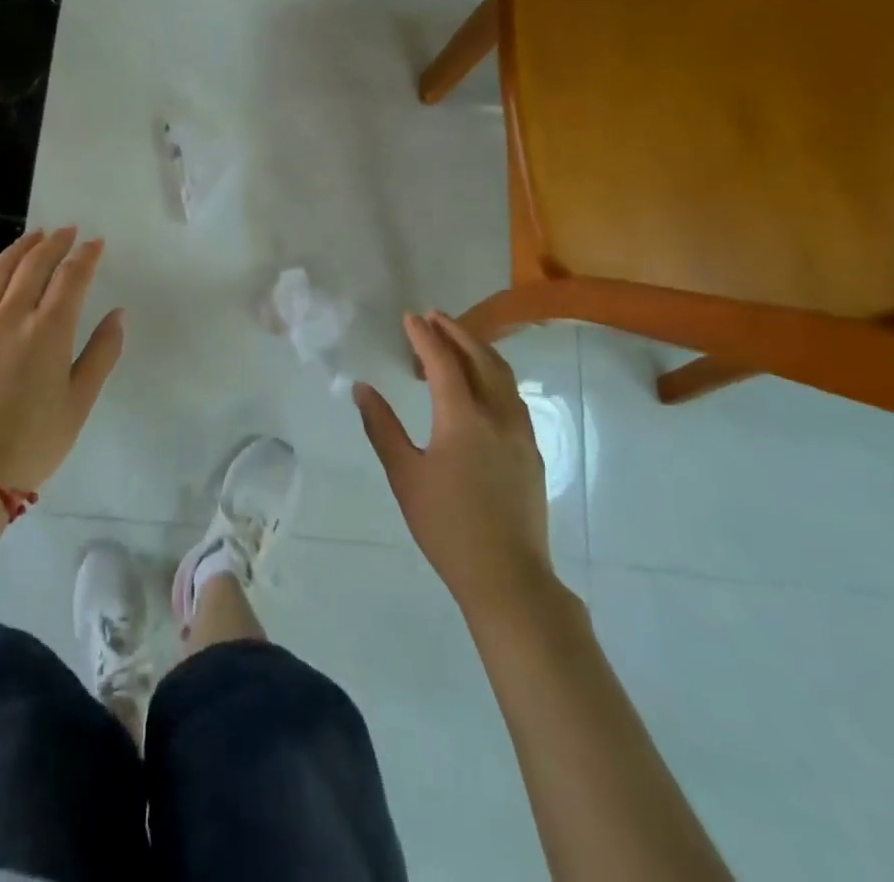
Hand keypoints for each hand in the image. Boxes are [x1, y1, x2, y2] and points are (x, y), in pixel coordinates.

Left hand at [0, 227, 125, 493]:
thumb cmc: (34, 440)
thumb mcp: (80, 401)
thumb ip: (102, 352)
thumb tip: (118, 314)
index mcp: (48, 330)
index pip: (70, 278)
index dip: (86, 256)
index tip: (97, 243)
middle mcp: (12, 316)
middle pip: (34, 265)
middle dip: (55, 243)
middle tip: (69, 230)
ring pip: (0, 272)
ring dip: (21, 249)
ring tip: (36, 236)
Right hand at [355, 311, 551, 616]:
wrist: (507, 576)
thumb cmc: (446, 526)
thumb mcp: (405, 476)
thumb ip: (382, 427)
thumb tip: (362, 388)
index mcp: (462, 419)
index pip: (443, 362)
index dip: (425, 337)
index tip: (410, 317)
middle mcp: (497, 415)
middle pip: (480, 358)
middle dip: (456, 332)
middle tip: (433, 317)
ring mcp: (520, 432)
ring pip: (502, 374)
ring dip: (478, 350)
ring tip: (456, 341)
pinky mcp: (531, 449)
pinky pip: (513, 395)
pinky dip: (494, 374)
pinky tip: (482, 384)